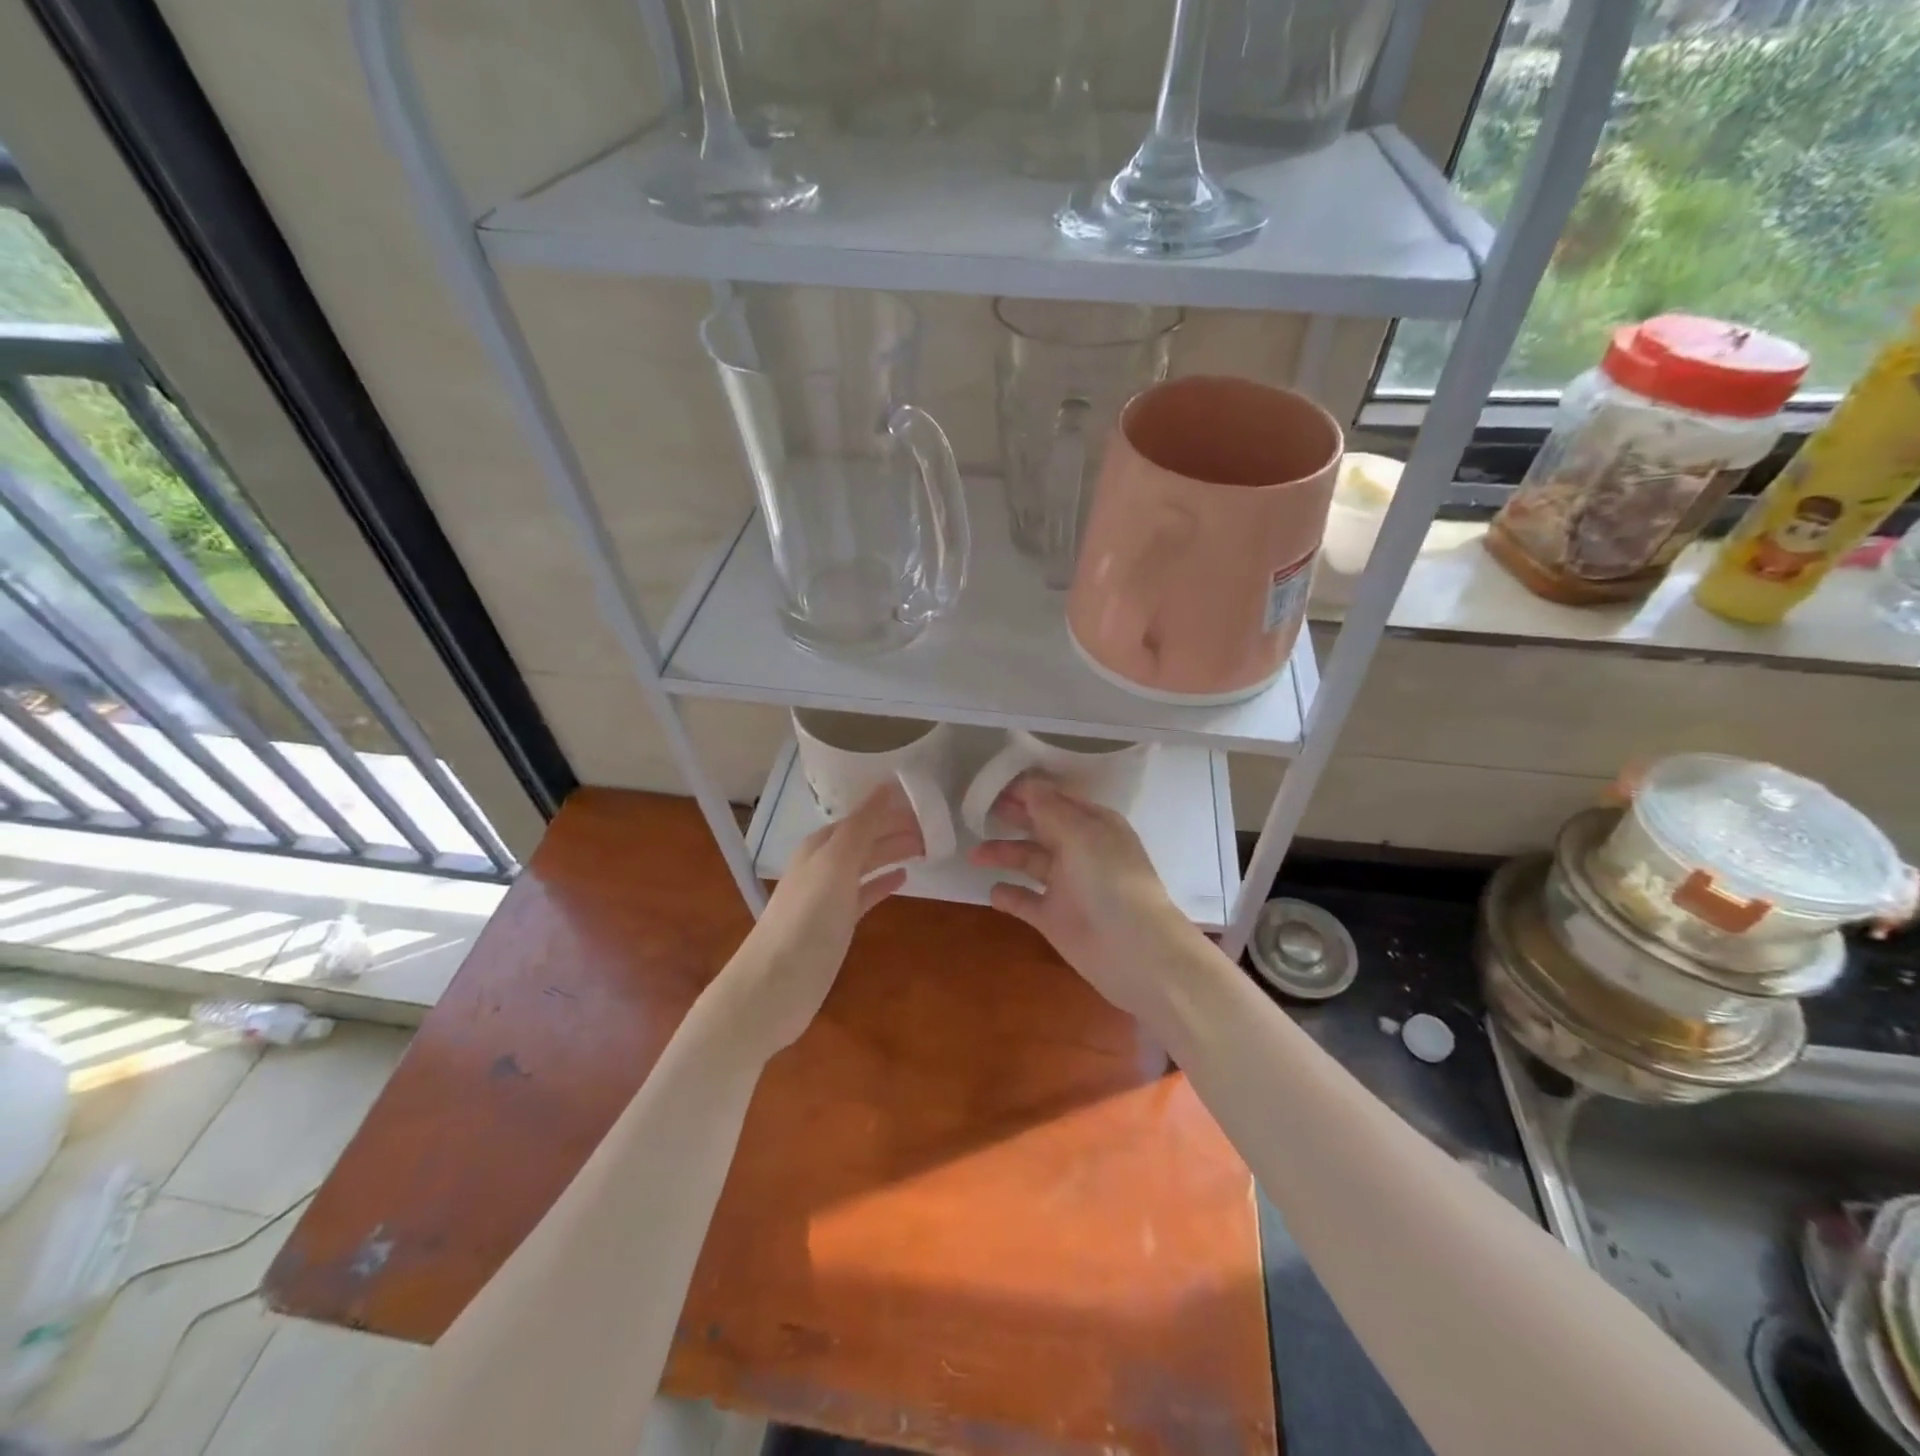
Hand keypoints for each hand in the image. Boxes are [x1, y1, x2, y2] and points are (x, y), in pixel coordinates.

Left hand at [719, 783, 922, 1060]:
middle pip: (866, 838)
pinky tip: (904, 879)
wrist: (774, 988)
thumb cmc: (806, 920)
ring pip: (867, 864)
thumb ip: (863, 825)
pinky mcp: (836, 925)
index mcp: (820, 845)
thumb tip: (888, 784)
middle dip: (897, 829)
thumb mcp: (836, 865)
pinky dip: (883, 882)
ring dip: (894, 853)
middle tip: (937, 827)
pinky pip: (865, 894)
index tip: (927, 802)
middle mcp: (823, 865)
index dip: (892, 809)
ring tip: (928, 847)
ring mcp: (829, 896)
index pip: (862, 816)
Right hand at [967, 775, 1200, 1024]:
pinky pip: (1026, 901)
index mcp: (1094, 825)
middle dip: (1012, 817)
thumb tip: (1027, 784)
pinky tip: (992, 891)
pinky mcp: (1055, 918)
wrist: (1135, 952)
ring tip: (974, 855)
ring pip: (1029, 862)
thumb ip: (1050, 809)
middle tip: (974, 810)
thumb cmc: (1111, 881)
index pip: (1056, 799)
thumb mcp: (1082, 834)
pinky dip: (1009, 895)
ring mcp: (1067, 886)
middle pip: (1040, 827)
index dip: (1026, 791)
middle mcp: (1080, 851)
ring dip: (1003, 854)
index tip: (991, 784)